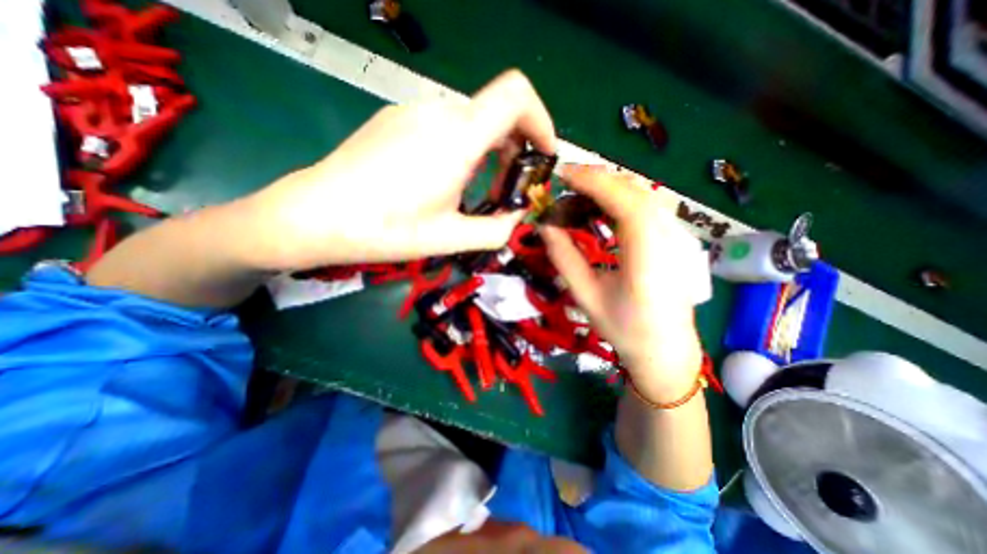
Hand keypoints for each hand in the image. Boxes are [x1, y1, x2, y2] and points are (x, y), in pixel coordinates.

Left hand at [244, 70, 552, 271]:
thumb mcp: (450, 238)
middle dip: (517, 146)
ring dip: (490, 147)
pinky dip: (465, 144)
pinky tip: (446, 175)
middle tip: (510, 186)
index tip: (543, 155)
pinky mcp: (397, 118)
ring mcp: (413, 110)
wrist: (316, 215)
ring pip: (472, 118)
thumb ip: (497, 229)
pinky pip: (446, 122)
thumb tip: (518, 217)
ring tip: (479, 184)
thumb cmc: (386, 229)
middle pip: (498, 109)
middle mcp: (438, 112)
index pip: (517, 95)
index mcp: (457, 138)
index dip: (542, 120)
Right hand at [544, 164, 704, 401]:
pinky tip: (605, 207)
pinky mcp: (677, 238)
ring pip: (645, 194)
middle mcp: (671, 238)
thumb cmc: (624, 328)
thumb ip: (563, 257)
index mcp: (648, 256)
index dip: (593, 182)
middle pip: (636, 191)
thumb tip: (544, 225)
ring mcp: (679, 236)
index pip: (624, 202)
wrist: (665, 349)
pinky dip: (624, 197)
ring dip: (611, 186)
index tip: (564, 174)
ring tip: (581, 192)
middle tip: (566, 182)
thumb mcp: (585, 295)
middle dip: (598, 179)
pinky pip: (650, 205)